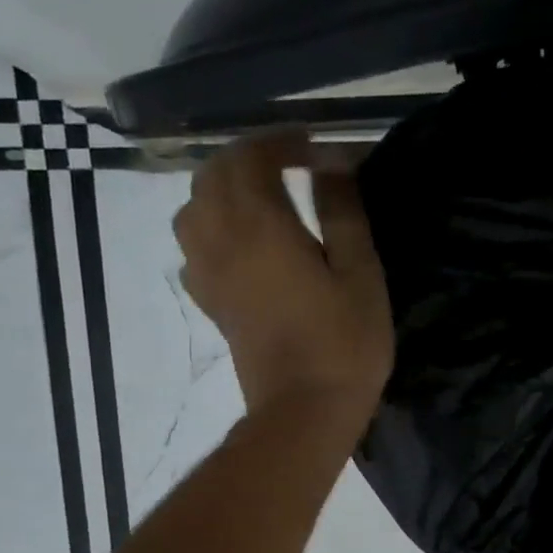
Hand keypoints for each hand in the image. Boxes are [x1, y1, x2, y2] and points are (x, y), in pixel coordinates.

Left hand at [174, 130, 393, 424]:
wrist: (304, 411)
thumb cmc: (344, 343)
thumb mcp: (359, 273)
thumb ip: (342, 212)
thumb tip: (333, 161)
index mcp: (260, 226)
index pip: (253, 157)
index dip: (281, 142)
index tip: (314, 145)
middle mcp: (222, 240)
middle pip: (213, 175)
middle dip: (247, 157)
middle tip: (288, 163)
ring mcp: (209, 273)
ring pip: (193, 209)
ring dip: (221, 189)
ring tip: (258, 196)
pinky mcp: (210, 303)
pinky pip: (193, 249)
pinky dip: (210, 229)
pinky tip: (239, 243)